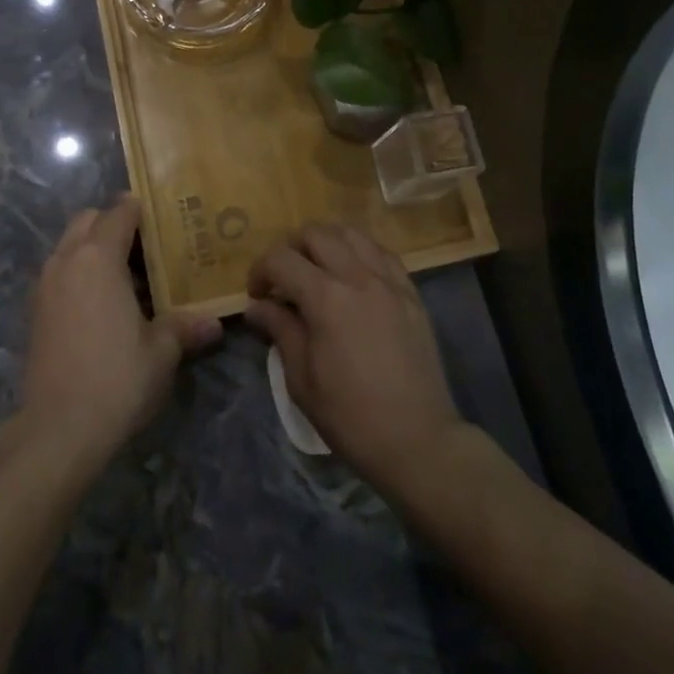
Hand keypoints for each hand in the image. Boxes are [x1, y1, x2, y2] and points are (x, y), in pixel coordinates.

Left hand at [19, 194, 222, 469]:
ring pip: (69, 245)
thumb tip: (213, 323)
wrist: (57, 429)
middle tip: (146, 246)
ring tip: (126, 275)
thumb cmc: (116, 379)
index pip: (119, 212)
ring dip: (93, 247)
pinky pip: (59, 271)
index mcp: (99, 257)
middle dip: (113, 223)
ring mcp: (45, 284)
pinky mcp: (34, 310)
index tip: (164, 216)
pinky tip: (102, 304)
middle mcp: (67, 260)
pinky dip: (78, 272)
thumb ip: (184, 327)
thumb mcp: (161, 352)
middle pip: (88, 219)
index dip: (141, 209)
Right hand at [244, 224, 465, 499]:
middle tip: (284, 279)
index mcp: (326, 298)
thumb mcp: (301, 379)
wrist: (417, 440)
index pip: (281, 259)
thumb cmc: (350, 416)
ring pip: (352, 233)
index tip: (256, 295)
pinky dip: (361, 253)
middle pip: (316, 234)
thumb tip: (257, 306)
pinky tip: (354, 276)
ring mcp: (390, 281)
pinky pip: (382, 253)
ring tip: (318, 269)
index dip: (260, 270)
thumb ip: (280, 330)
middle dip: (291, 249)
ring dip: (327, 242)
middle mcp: (358, 276)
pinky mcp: (411, 293)